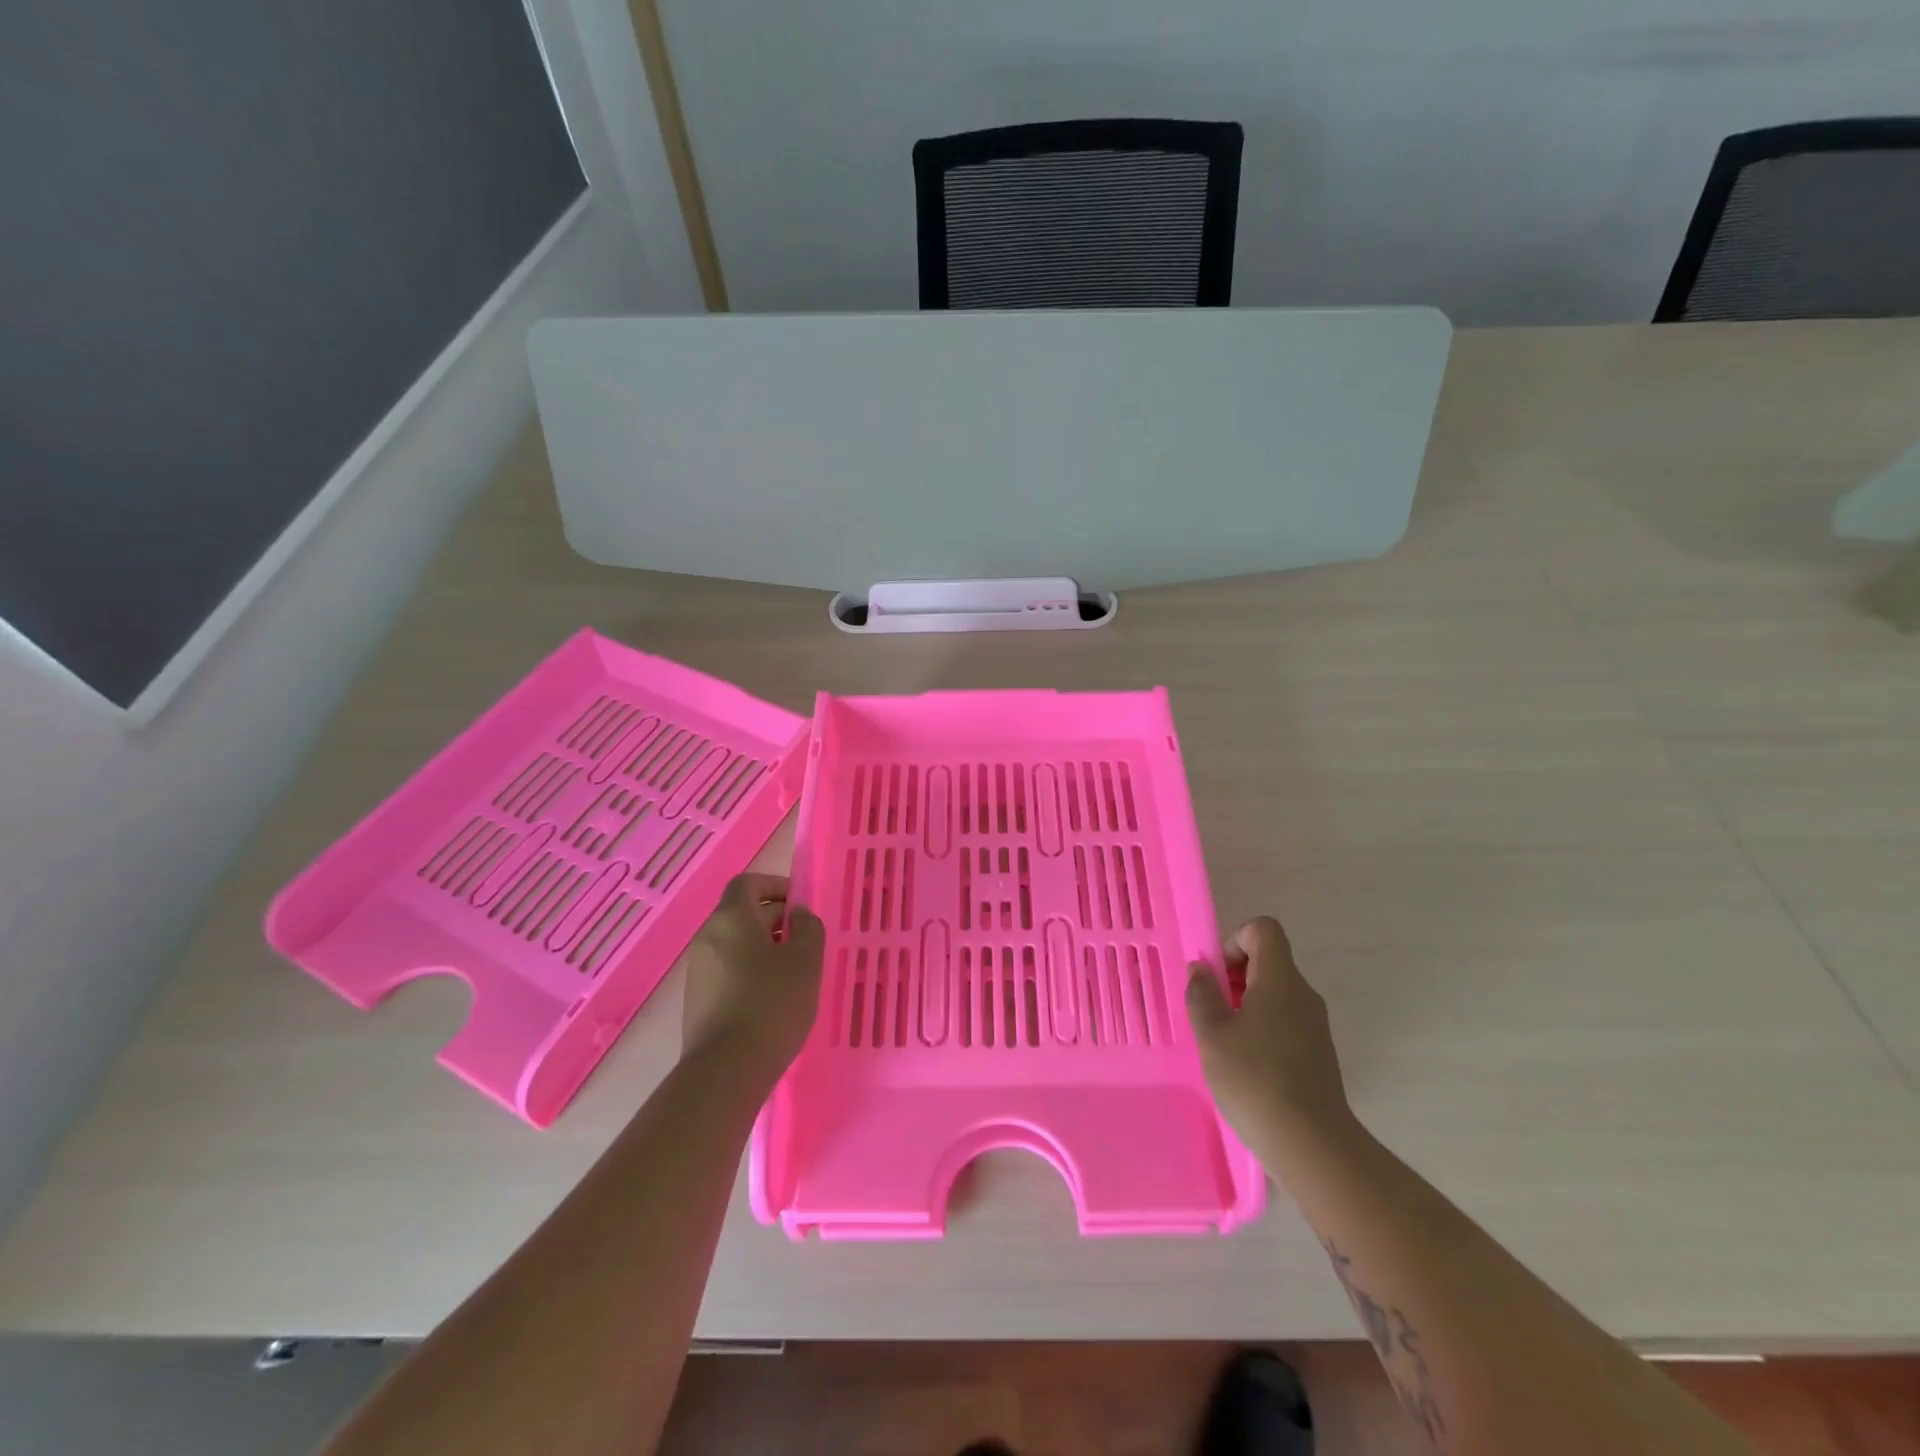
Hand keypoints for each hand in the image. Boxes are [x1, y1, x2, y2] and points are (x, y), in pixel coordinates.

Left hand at [681, 873, 824, 1076]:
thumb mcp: (806, 961)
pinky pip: (729, 971)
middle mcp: (708, 938)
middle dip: (776, 919)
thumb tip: (799, 915)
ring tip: (795, 973)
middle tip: (806, 941)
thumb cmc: (771, 1004)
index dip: (776, 886)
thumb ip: (808, 928)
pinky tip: (774, 999)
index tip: (801, 905)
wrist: (726, 1070)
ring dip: (765, 948)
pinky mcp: (698, 1001)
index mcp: (731, 918)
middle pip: (742, 913)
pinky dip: (751, 973)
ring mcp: (699, 971)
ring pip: (736, 944)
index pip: (748, 883)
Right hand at [1186, 916, 1356, 1156]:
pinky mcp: (1318, 1053)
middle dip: (1233, 977)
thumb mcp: (1212, 1034)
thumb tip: (1201, 970)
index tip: (1217, 976)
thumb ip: (1202, 994)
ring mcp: (1315, 1025)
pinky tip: (1245, 1065)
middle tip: (1211, 1012)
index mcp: (1280, 980)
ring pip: (1275, 994)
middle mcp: (1303, 994)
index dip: (1234, 940)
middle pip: (1268, 961)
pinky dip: (1261, 1029)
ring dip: (1245, 1005)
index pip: (1263, 930)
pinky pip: (1285, 1021)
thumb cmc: (1255, 1078)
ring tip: (1223, 1042)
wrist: (1312, 1145)